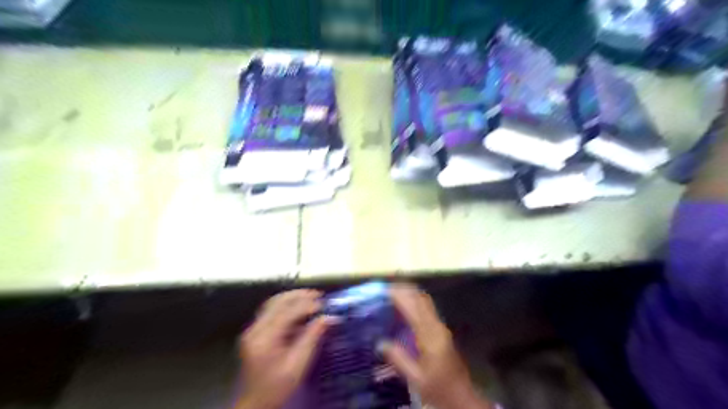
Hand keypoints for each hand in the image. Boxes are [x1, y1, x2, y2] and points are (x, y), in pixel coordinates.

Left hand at [237, 289, 332, 407]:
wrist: (255, 405)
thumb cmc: (277, 388)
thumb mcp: (298, 365)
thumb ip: (313, 338)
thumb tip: (330, 318)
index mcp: (264, 338)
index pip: (287, 312)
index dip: (307, 305)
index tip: (324, 304)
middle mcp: (255, 329)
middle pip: (277, 302)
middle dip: (299, 295)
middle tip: (319, 295)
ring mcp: (253, 330)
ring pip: (273, 303)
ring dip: (292, 297)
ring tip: (311, 297)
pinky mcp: (255, 333)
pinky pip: (271, 311)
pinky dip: (286, 305)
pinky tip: (298, 307)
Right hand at [381, 285, 495, 407]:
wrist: (462, 397)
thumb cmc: (439, 388)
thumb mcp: (416, 378)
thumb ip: (398, 359)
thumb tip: (380, 342)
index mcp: (430, 336)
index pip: (414, 308)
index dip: (400, 296)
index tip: (385, 290)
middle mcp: (436, 326)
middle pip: (421, 299)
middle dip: (405, 290)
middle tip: (387, 289)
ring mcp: (440, 327)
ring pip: (425, 302)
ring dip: (410, 294)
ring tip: (393, 294)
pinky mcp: (441, 331)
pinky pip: (426, 309)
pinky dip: (414, 302)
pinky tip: (404, 309)